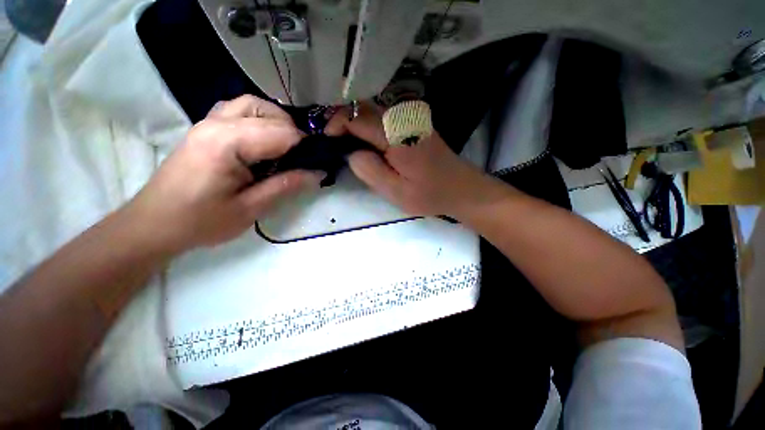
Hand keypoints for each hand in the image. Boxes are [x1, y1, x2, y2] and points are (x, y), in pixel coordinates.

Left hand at [127, 95, 323, 253]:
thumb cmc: (200, 221)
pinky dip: (259, 120)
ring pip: (253, 104)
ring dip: (276, 122)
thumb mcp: (250, 209)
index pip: (280, 132)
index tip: (317, 164)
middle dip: (293, 133)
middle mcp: (217, 123)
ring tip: (286, 148)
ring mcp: (208, 122)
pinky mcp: (206, 128)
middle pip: (268, 111)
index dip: (305, 147)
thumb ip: (286, 186)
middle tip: (302, 159)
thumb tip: (318, 173)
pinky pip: (239, 111)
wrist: (155, 223)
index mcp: (226, 143)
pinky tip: (264, 141)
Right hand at [325, 103, 500, 216]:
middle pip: (363, 108)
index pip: (357, 116)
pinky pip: (384, 118)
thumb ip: (368, 170)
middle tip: (332, 142)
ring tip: (345, 143)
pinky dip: (368, 126)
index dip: (335, 124)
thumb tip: (350, 152)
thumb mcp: (395, 191)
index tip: (326, 139)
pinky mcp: (414, 123)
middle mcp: (403, 117)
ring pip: (373, 111)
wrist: (461, 189)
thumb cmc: (429, 194)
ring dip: (355, 123)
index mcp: (397, 134)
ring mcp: (411, 118)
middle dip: (342, 121)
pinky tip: (366, 143)